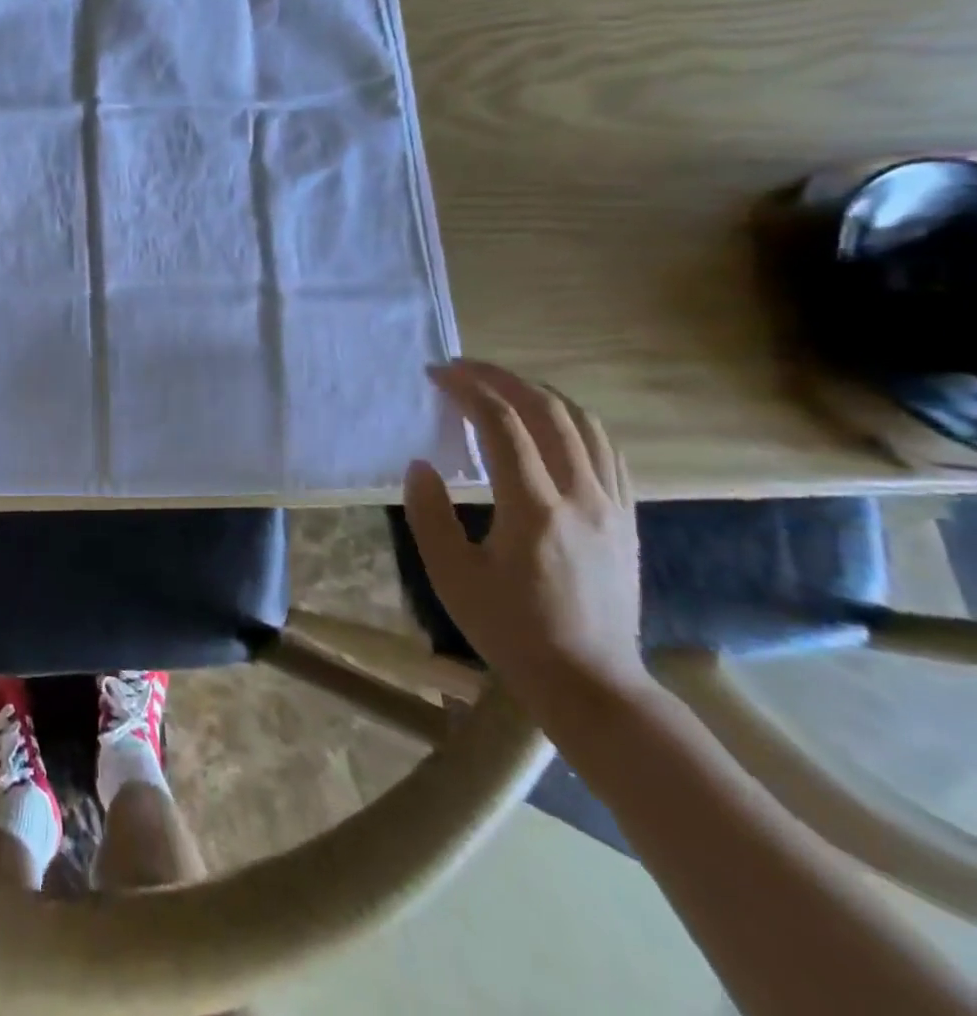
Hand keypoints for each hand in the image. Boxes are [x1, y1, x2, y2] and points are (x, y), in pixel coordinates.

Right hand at [404, 359, 649, 724]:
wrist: (590, 681)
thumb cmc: (510, 630)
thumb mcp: (451, 576)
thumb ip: (428, 514)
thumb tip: (420, 465)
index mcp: (534, 509)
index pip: (502, 425)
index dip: (467, 390)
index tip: (436, 374)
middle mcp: (581, 496)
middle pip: (547, 412)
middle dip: (501, 378)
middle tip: (462, 367)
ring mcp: (612, 505)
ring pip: (583, 424)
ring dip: (539, 393)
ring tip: (502, 386)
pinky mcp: (626, 518)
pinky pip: (606, 450)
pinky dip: (573, 421)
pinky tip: (550, 423)